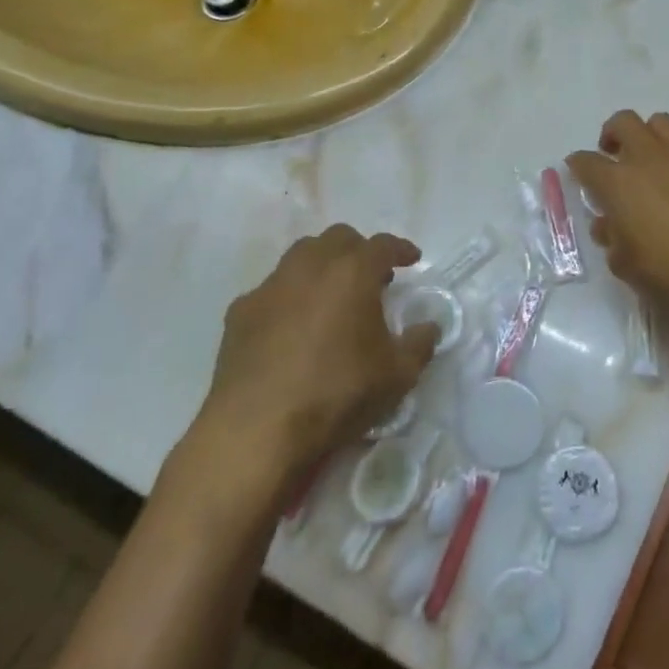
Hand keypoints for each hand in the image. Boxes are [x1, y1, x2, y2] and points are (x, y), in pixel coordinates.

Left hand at [191, 226, 438, 471]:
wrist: (256, 430)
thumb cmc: (337, 394)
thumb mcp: (397, 376)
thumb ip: (419, 344)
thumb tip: (429, 326)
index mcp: (352, 273)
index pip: (382, 245)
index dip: (400, 249)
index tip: (411, 259)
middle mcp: (310, 267)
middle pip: (338, 239)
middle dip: (359, 251)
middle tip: (372, 278)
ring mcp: (270, 287)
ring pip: (301, 256)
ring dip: (322, 266)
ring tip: (332, 296)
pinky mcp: (240, 312)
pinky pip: (272, 290)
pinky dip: (289, 296)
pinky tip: (292, 326)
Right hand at [568, 111, 668, 327]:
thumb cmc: (666, 269)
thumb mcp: (624, 263)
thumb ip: (612, 238)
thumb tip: (608, 225)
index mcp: (617, 182)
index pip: (586, 161)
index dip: (578, 165)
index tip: (578, 172)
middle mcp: (648, 158)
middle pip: (624, 122)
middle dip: (613, 133)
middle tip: (613, 154)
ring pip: (661, 123)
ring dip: (650, 136)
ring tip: (650, 160)